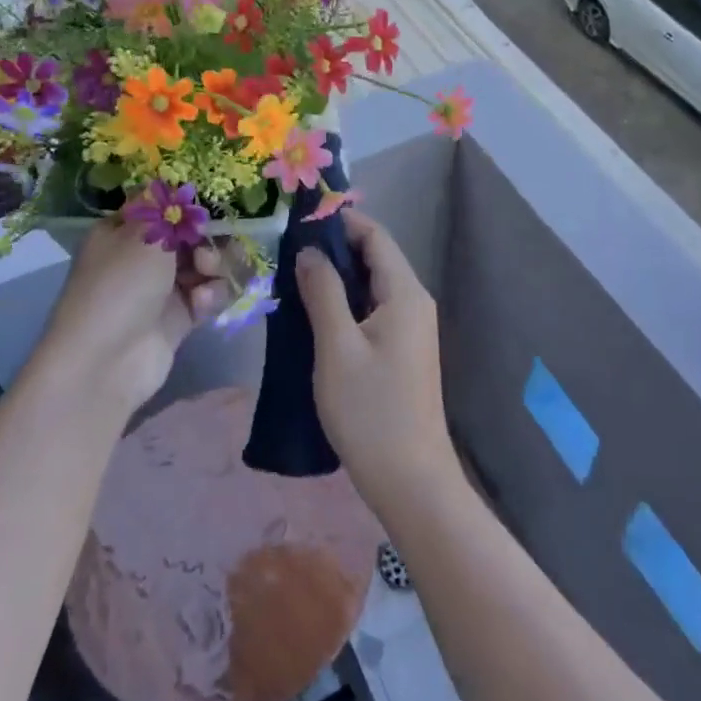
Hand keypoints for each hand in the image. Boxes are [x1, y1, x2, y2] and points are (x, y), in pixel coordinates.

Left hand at [41, 221, 225, 413]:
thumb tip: (178, 186)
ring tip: (209, 277)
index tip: (206, 211)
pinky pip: (209, 294)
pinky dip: (212, 295)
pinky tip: (203, 304)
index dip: (187, 207)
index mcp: (124, 230)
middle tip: (205, 253)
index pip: (163, 207)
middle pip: (191, 235)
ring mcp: (162, 288)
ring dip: (216, 267)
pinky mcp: (181, 318)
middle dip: (208, 239)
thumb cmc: (119, 286)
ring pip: (206, 264)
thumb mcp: (141, 234)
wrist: (105, 363)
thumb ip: (169, 208)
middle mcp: (142, 256)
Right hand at [295, 213, 456, 510]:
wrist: (411, 481)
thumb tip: (309, 251)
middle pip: (374, 257)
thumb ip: (322, 292)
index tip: (298, 219)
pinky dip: (344, 303)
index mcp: (405, 293)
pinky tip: (313, 313)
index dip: (339, 220)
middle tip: (286, 249)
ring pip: (370, 285)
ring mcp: (411, 328)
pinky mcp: (402, 351)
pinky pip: (372, 310)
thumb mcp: (337, 347)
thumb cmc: (371, 411)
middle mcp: (414, 302)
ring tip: (292, 277)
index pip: (375, 235)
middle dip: (333, 248)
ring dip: (336, 277)